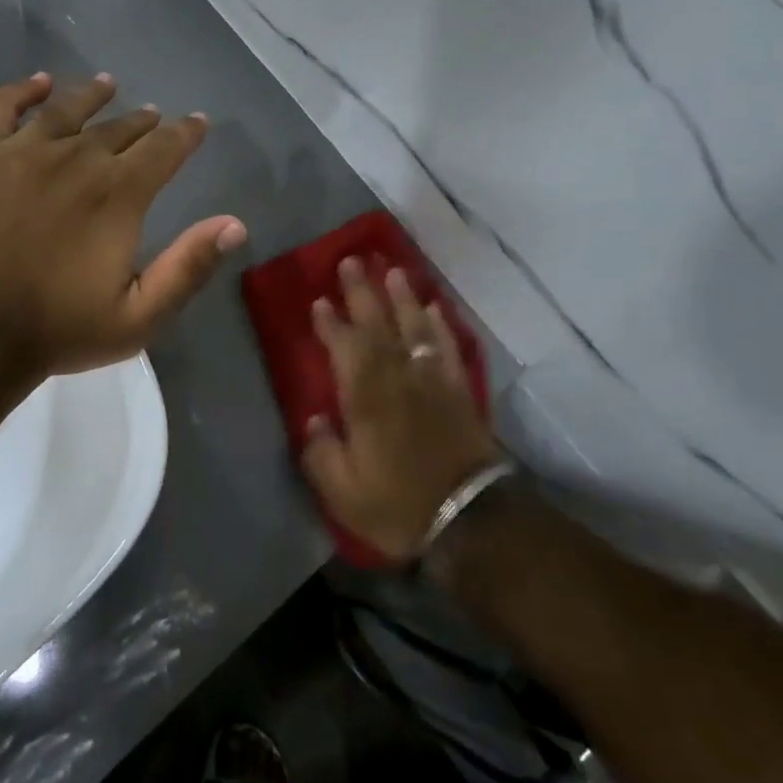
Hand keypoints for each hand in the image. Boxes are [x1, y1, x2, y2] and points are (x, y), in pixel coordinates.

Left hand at [0, 72, 246, 376]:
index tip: (198, 123)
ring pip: (67, 108)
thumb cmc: (63, 327)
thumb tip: (234, 224)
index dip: (187, 132)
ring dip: (93, 95)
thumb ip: (189, 266)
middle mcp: (77, 159)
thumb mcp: (141, 315)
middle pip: (120, 127)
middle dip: (145, 121)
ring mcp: (25, 153)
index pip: (165, 147)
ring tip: (108, 84)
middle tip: (156, 118)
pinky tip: (39, 84)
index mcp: (119, 194)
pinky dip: (19, 91)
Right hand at [300, 258, 501, 561]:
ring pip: (415, 327)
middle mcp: (398, 377)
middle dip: (363, 292)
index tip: (319, 300)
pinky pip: (449, 347)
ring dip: (402, 297)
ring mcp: (432, 381)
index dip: (330, 322)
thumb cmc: (399, 505)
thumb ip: (321, 452)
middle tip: (351, 261)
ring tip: (392, 270)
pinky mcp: (459, 391)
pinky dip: (441, 325)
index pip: (344, 346)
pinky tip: (435, 308)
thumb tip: (312, 419)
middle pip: (378, 324)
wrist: (471, 521)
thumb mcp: (342, 492)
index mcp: (366, 396)